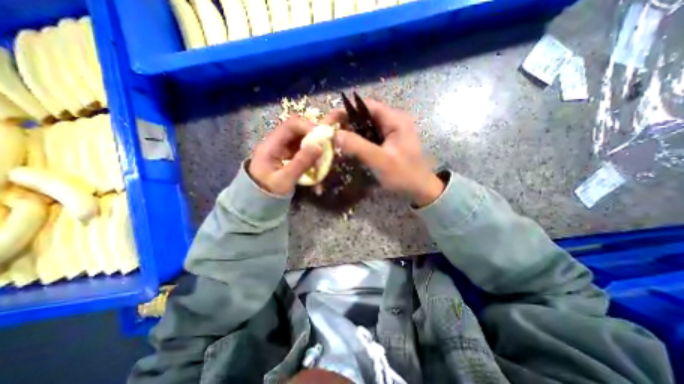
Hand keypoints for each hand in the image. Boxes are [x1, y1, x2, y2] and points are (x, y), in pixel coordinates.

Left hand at [249, 118, 323, 195]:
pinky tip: (319, 167)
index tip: (324, 139)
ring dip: (316, 148)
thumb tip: (319, 146)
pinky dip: (314, 156)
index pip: (291, 125)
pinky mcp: (290, 156)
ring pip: (304, 140)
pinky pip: (305, 151)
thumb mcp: (284, 180)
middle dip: (316, 138)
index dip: (309, 127)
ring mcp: (284, 149)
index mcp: (271, 145)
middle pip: (299, 130)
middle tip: (329, 148)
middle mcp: (278, 142)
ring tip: (325, 160)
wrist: (259, 201)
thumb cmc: (269, 191)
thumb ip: (301, 163)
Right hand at [324, 99, 443, 206]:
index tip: (328, 123)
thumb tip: (335, 134)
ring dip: (351, 133)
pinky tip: (350, 149)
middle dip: (346, 123)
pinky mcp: (388, 142)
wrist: (420, 190)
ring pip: (365, 126)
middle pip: (364, 115)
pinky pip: (369, 136)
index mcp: (395, 119)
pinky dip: (358, 141)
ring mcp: (391, 131)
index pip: (365, 106)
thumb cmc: (404, 175)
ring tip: (337, 142)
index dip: (344, 111)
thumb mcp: (380, 161)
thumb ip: (357, 146)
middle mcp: (393, 121)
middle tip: (330, 135)